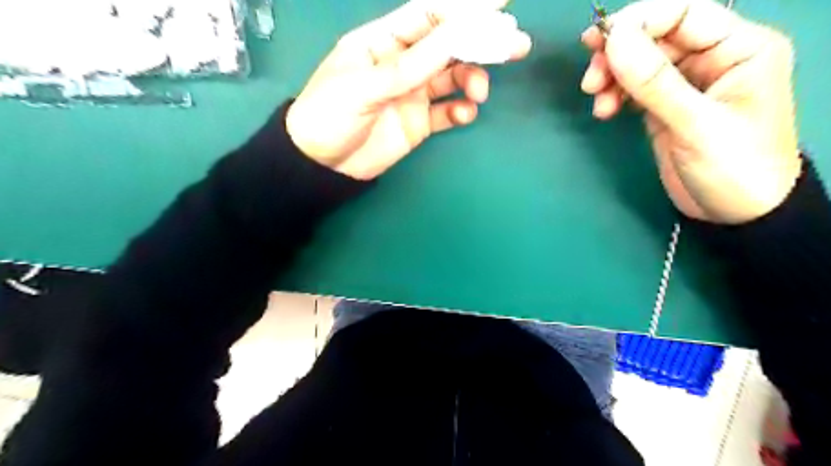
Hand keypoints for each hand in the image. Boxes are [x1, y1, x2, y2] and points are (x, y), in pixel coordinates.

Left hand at [285, 0, 531, 179]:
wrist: (322, 165)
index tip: (499, 5)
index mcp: (383, 42)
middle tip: (515, 45)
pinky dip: (459, 111)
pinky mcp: (418, 123)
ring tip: (479, 92)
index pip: (428, 16)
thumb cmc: (330, 115)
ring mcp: (412, 94)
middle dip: (480, 43)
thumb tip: (456, 36)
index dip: (463, 9)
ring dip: (472, 80)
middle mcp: (403, 64)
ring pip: (452, 78)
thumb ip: (410, 65)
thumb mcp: (365, 85)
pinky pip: (446, 112)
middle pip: (448, 46)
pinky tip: (464, 114)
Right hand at [579, 1, 801, 224]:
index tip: (599, 44)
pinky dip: (615, 96)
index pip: (683, 13)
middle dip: (618, 56)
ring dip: (612, 78)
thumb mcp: (696, 124)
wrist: (735, 214)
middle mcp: (712, 58)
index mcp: (738, 48)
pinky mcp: (666, 107)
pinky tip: (605, 111)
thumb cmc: (733, 167)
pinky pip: (635, 89)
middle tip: (590, 80)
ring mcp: (686, 84)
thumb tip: (614, 40)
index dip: (639, 22)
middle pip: (655, 38)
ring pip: (640, 64)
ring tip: (597, 103)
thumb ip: (655, 82)